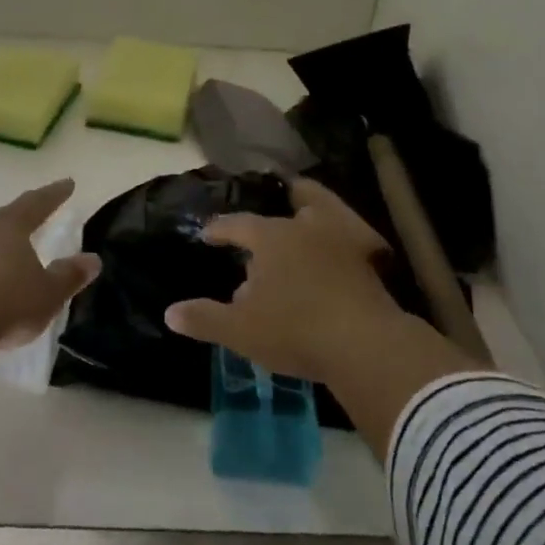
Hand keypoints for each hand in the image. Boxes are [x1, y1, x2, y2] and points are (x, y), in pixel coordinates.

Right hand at [166, 179, 474, 456]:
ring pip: (330, 209)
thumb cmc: (294, 330)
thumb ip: (204, 318)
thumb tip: (170, 312)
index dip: (220, 228)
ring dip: (316, 210)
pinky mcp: (374, 260)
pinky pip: (357, 238)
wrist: (366, 346)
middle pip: (296, 198)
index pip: (238, 224)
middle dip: (280, 200)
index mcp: (272, 236)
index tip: (208, 234)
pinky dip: (346, 240)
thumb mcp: (240, 330)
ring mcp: (345, 239)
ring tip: (307, 220)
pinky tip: (341, 254)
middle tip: (271, 210)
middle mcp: (308, 226)